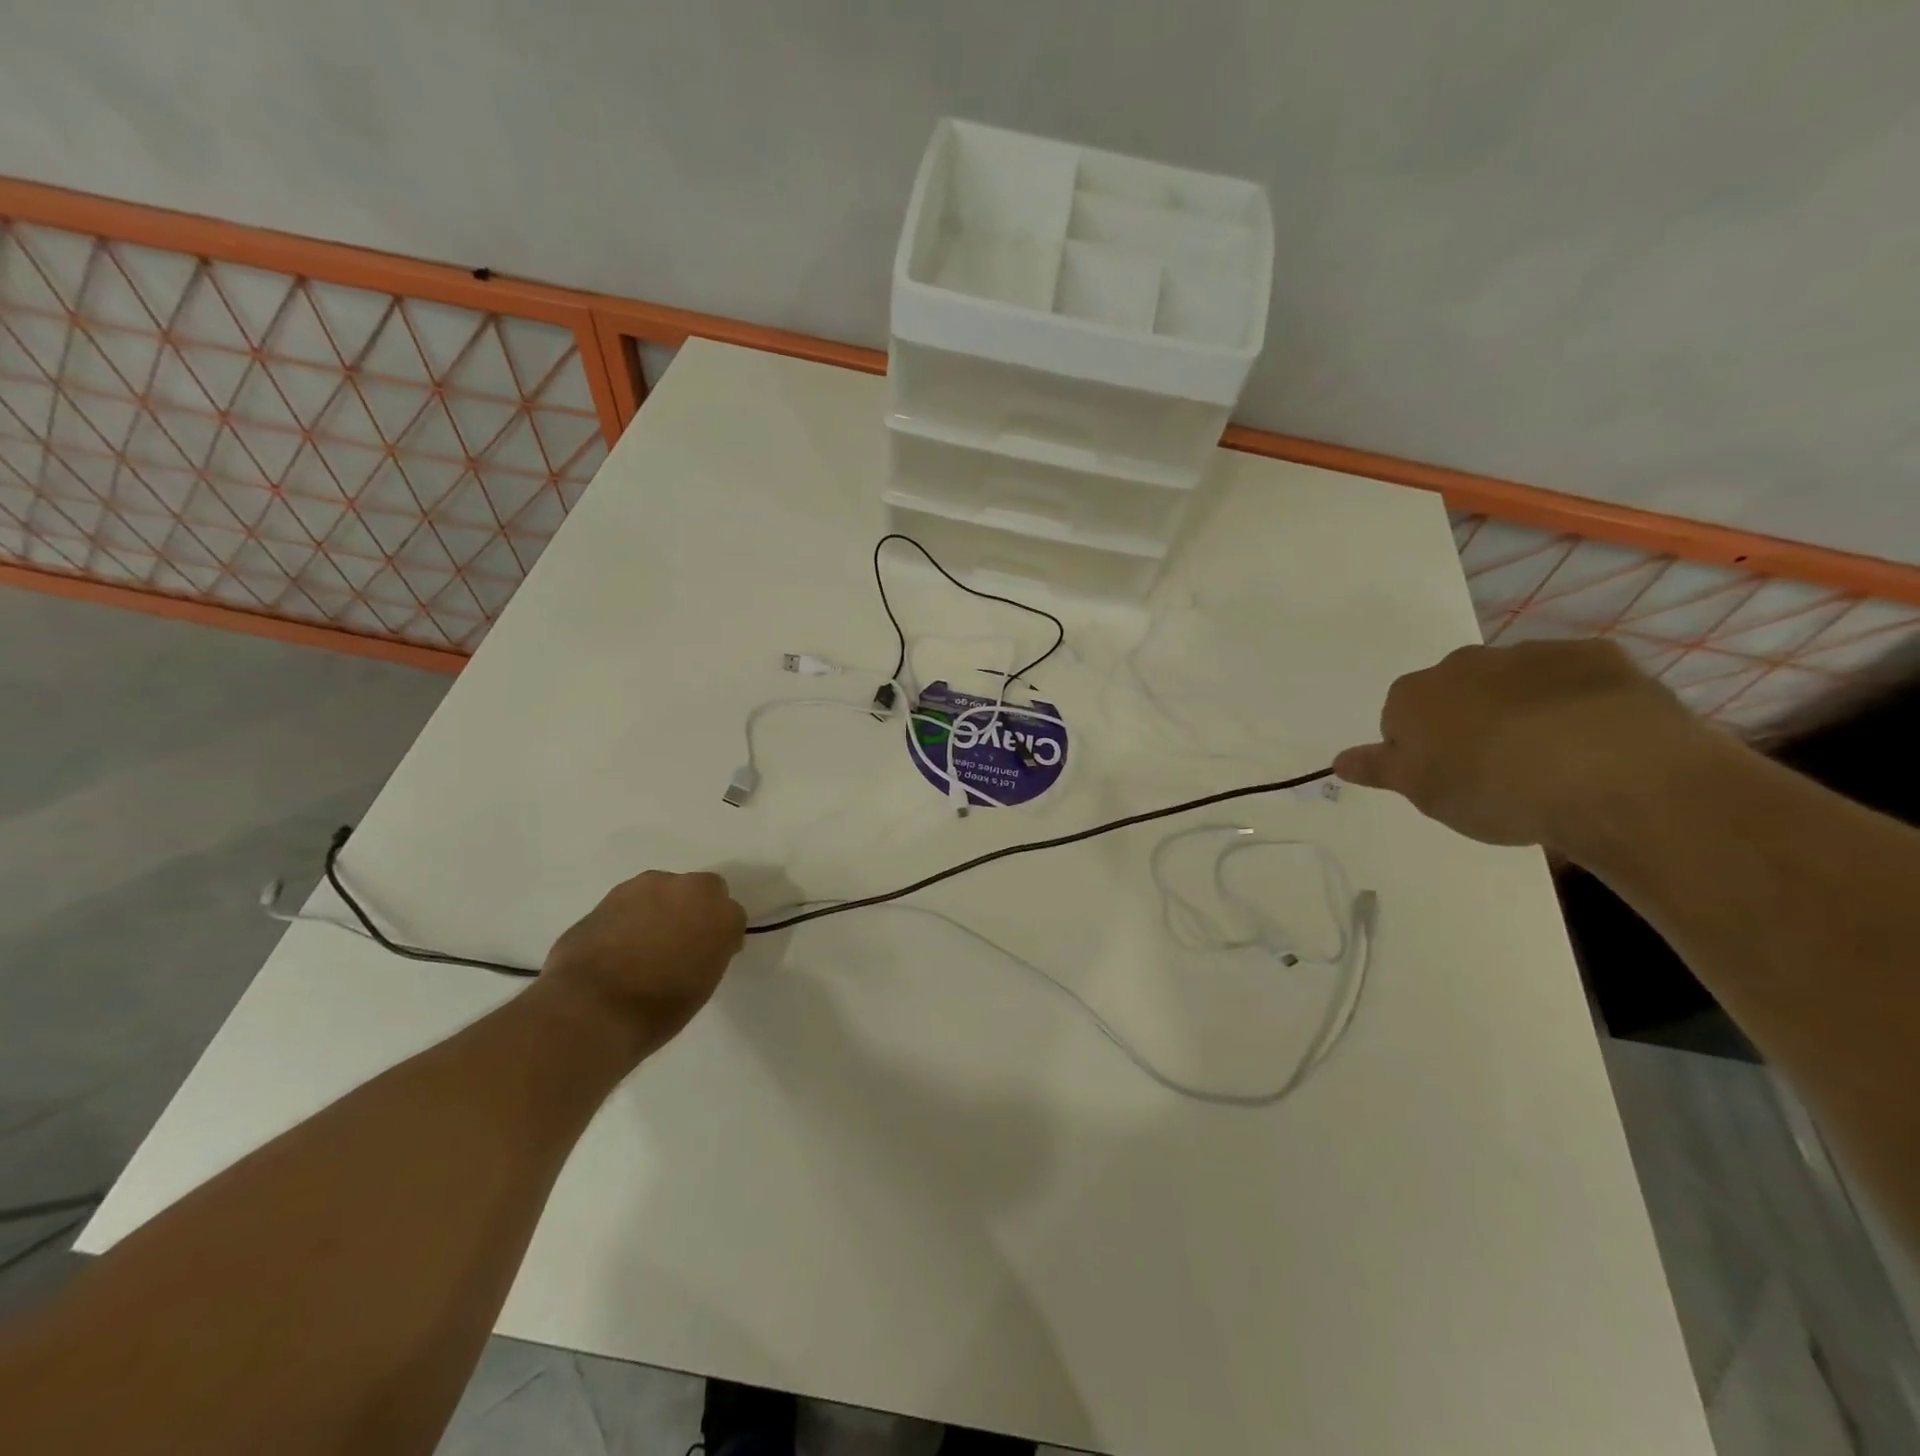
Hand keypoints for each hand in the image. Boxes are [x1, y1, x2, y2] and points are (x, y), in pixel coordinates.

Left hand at [541, 871, 746, 1057]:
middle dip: (695, 909)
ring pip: (665, 890)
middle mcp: (690, 889)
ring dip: (661, 908)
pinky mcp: (611, 894)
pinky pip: (632, 902)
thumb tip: (696, 946)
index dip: (720, 937)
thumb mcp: (702, 985)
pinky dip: (630, 917)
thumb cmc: (657, 1010)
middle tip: (679, 942)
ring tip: (643, 943)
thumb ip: (708, 953)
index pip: (732, 916)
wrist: (591, 1009)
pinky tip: (617, 944)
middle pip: (702, 890)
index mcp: (722, 915)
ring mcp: (648, 886)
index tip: (707, 957)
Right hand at [1334, 640, 1706, 849]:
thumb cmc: (1491, 789)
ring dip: (1521, 711)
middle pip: (1454, 693)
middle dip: (1467, 722)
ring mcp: (1530, 654)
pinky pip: (1573, 677)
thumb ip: (1379, 769)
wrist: (1608, 773)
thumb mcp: (1422, 793)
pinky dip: (1576, 701)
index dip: (1419, 750)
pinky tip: (1594, 738)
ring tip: (1550, 761)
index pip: (1398, 719)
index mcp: (1413, 696)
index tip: (1444, 779)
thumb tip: (1339, 759)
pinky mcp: (1596, 656)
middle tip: (1494, 771)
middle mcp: (1463, 663)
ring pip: (1513, 682)